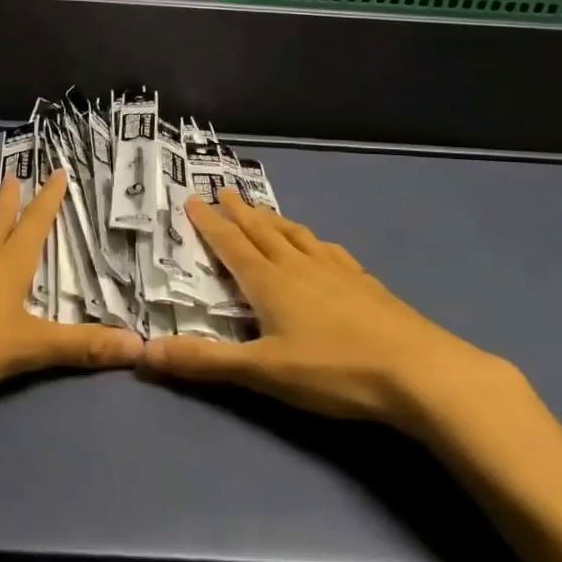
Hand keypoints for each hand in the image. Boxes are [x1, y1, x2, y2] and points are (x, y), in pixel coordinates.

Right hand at [143, 190, 527, 441]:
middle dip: (239, 212)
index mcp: (269, 281)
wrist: (419, 371)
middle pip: (262, 231)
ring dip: (274, 220)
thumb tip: (143, 354)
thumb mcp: (262, 371)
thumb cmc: (333, 370)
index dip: (209, 223)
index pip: (231, 243)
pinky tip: (321, 246)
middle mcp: (299, 266)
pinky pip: (330, 252)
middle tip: (224, 190)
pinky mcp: (365, 284)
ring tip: (263, 210)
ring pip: (296, 236)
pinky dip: (314, 241)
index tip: (192, 199)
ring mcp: (336, 272)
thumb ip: (204, 362)